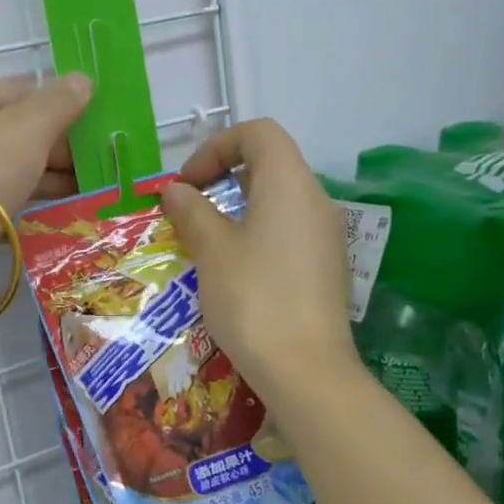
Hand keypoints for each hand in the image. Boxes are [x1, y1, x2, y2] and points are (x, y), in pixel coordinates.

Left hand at [0, 74, 92, 296]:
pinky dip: (30, 197)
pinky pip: (3, 195)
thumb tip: (83, 80)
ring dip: (50, 175)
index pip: (21, 91)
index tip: (94, 128)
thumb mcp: (31, 126)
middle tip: (98, 163)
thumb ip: (60, 102)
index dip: (60, 107)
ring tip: (90, 187)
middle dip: (59, 147)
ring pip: (11, 165)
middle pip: (16, 130)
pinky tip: (62, 207)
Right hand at [160, 120, 358, 393]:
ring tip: (205, 242)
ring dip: (237, 208)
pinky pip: (288, 230)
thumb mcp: (212, 251)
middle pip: (270, 163)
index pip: (258, 133)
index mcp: (289, 183)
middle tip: (190, 210)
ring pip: (278, 200)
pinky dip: (257, 233)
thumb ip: (192, 211)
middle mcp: (315, 200)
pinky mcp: (326, 267)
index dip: (216, 147)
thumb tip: (177, 191)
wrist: (306, 370)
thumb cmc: (253, 298)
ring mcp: (326, 235)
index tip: (188, 184)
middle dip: (223, 177)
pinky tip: (235, 270)